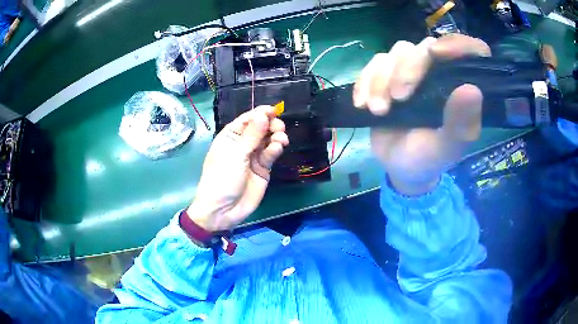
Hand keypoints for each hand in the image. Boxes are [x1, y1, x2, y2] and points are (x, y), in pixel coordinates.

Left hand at [187, 106, 288, 231]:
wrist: (223, 210)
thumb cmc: (222, 178)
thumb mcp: (235, 155)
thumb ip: (252, 135)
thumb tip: (263, 113)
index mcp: (231, 137)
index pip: (247, 120)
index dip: (261, 113)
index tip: (275, 110)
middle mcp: (243, 144)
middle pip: (261, 128)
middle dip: (271, 125)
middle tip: (278, 128)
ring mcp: (253, 156)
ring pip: (268, 140)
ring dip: (276, 136)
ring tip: (280, 140)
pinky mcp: (263, 168)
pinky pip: (271, 154)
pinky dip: (275, 149)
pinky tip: (277, 148)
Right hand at [353, 34, 490, 194]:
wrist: (398, 166)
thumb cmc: (429, 158)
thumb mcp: (446, 148)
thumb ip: (460, 124)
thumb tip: (472, 90)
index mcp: (460, 87)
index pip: (469, 51)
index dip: (457, 45)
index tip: (437, 55)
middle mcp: (439, 72)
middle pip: (425, 47)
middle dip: (408, 70)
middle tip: (398, 99)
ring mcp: (412, 71)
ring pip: (397, 52)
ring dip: (382, 79)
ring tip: (379, 111)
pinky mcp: (388, 75)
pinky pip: (374, 63)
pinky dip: (365, 80)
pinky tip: (362, 103)